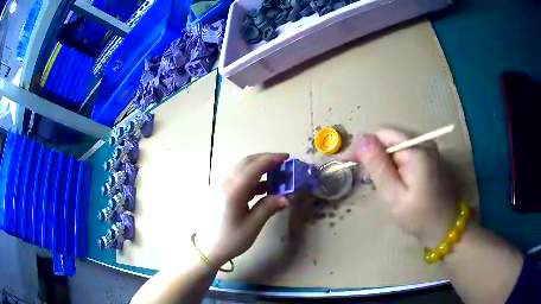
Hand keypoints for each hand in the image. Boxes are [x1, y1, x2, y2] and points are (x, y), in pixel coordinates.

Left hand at [198, 153, 289, 266]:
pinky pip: (238, 178)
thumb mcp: (252, 226)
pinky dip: (252, 177)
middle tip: (282, 162)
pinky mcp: (222, 193)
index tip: (286, 157)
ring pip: (241, 168)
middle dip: (265, 158)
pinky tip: (263, 187)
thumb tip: (287, 197)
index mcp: (233, 191)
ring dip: (258, 166)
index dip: (271, 159)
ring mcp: (222, 187)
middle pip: (246, 162)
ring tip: (275, 173)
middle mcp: (226, 184)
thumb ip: (269, 208)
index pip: (254, 167)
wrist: (207, 249)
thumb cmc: (230, 240)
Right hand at [349, 129, 458, 247]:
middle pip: (390, 139)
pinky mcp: (430, 158)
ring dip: (384, 162)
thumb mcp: (394, 196)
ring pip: (397, 147)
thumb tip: (360, 138)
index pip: (382, 134)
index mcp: (416, 150)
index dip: (363, 146)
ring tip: (379, 184)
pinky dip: (395, 165)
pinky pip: (406, 154)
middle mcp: (424, 143)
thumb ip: (378, 166)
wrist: (447, 228)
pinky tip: (394, 182)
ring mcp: (429, 150)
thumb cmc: (420, 217)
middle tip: (365, 179)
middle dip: (374, 156)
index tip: (348, 163)